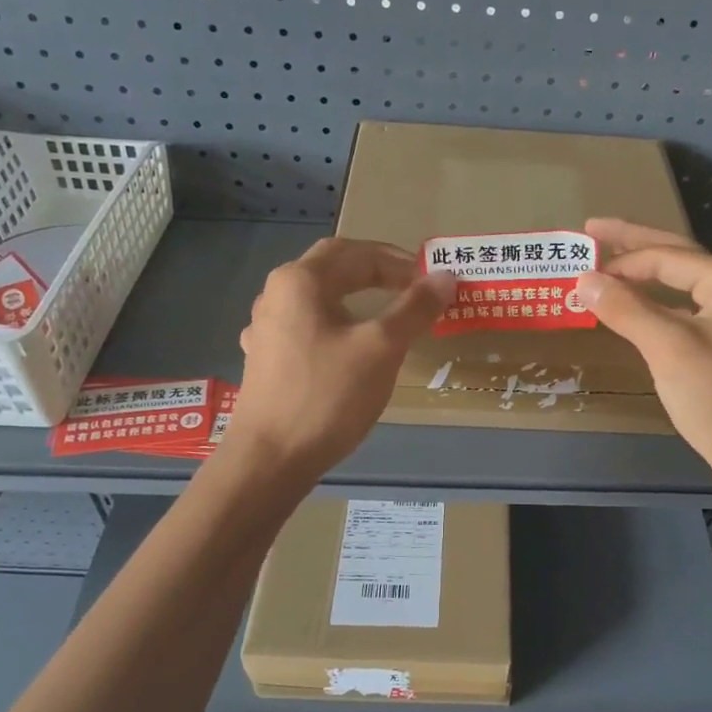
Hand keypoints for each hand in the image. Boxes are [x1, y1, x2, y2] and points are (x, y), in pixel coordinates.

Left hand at [223, 237, 454, 483]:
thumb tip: (445, 277)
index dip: (399, 262)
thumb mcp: (381, 348)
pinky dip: (336, 325)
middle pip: (332, 268)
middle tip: (412, 289)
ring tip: (386, 315)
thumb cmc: (328, 396)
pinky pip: (307, 327)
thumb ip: (415, 308)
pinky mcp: (265, 359)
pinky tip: (345, 345)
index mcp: (300, 281)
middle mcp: (276, 295)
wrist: (271, 459)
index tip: (431, 281)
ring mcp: (265, 329)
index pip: (357, 253)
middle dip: (375, 272)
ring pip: (318, 298)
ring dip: (354, 298)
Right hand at [572, 219, 711, 496]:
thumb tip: (583, 279)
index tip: (580, 261)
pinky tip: (636, 307)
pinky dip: (656, 304)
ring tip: (608, 265)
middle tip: (592, 230)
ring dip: (644, 275)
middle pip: (677, 258)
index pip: (667, 256)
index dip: (621, 258)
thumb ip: (625, 308)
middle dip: (634, 245)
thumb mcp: (668, 348)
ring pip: (681, 285)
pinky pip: (686, 310)